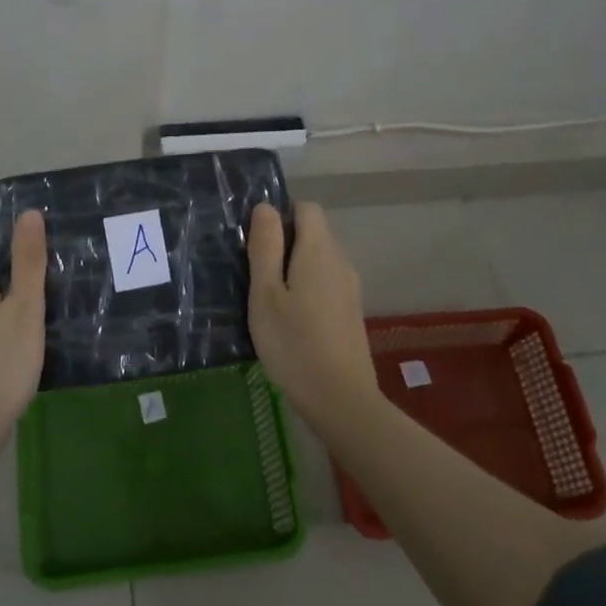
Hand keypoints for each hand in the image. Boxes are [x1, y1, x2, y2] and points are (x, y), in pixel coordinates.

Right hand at [246, 201, 379, 422]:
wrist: (340, 398)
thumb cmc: (293, 343)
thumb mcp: (265, 294)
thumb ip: (265, 247)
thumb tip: (265, 207)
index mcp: (319, 251)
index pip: (306, 208)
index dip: (280, 215)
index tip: (255, 241)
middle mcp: (340, 261)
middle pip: (314, 233)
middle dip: (284, 242)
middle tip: (254, 273)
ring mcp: (350, 288)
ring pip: (320, 259)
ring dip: (294, 267)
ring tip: (268, 298)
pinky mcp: (351, 311)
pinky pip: (326, 282)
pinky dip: (307, 287)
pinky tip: (290, 318)